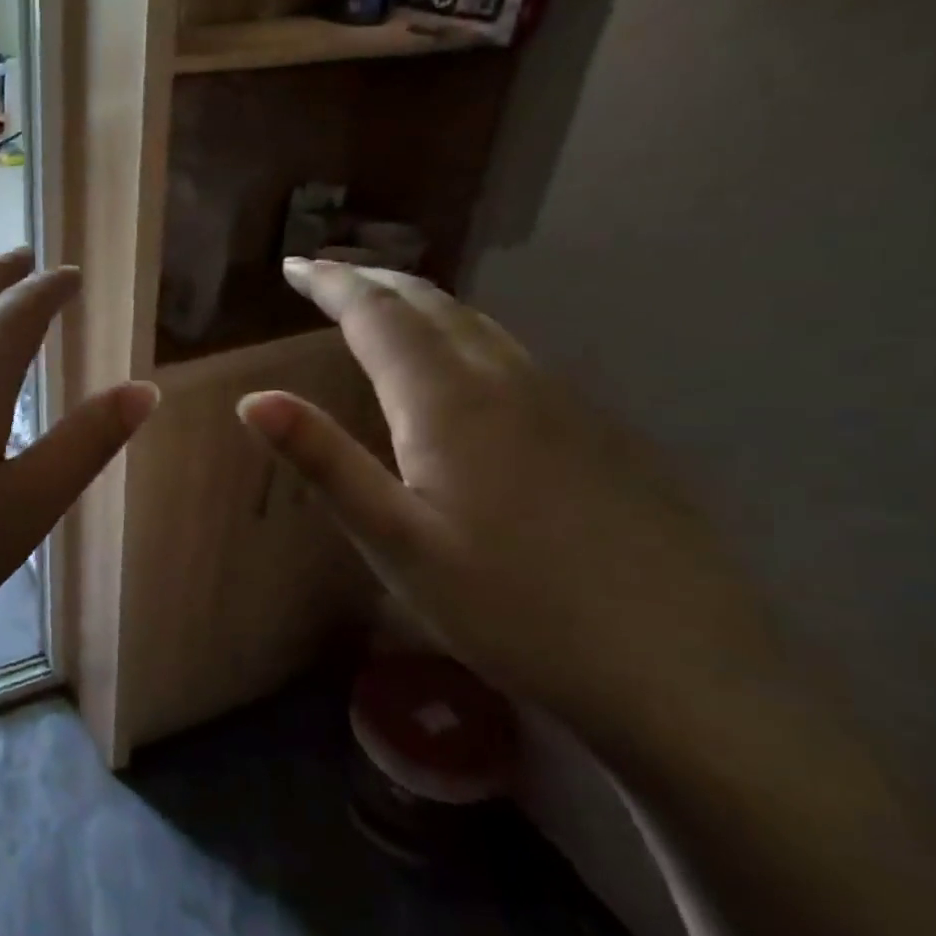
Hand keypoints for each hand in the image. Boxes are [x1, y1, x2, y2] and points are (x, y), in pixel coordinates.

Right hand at [237, 259, 774, 722]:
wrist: (682, 670)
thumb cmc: (511, 610)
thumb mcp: (395, 543)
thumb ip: (324, 462)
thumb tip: (254, 399)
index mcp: (450, 402)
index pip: (378, 315)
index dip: (331, 284)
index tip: (293, 264)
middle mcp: (508, 381)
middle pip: (433, 305)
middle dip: (374, 281)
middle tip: (329, 273)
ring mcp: (566, 403)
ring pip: (480, 326)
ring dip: (422, 304)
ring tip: (385, 306)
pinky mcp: (602, 433)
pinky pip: (516, 357)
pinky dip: (466, 337)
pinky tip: (466, 370)